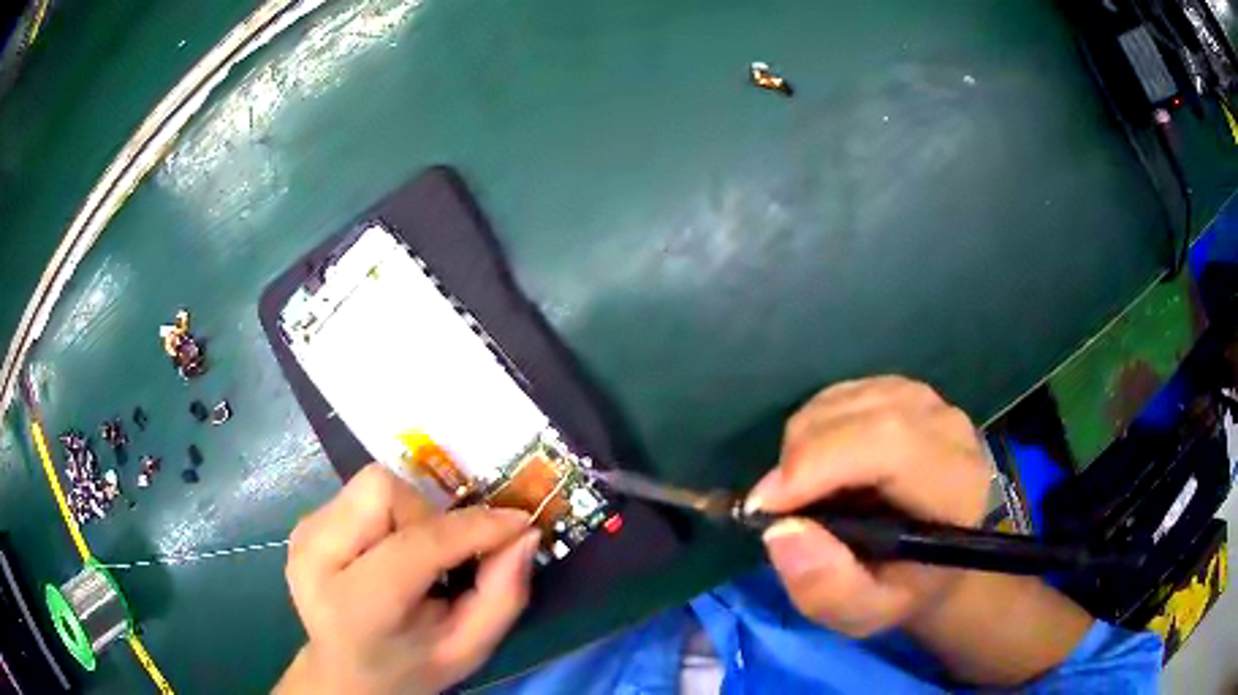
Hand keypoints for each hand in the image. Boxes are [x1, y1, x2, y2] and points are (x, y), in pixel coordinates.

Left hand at [276, 464, 540, 694]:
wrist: (344, 671)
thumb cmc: (410, 666)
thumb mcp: (467, 649)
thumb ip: (503, 596)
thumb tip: (524, 532)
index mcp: (355, 607)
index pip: (416, 546)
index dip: (473, 527)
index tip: (518, 523)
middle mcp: (316, 558)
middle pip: (383, 490)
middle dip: (430, 514)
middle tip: (447, 555)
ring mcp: (304, 534)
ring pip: (373, 483)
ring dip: (411, 512)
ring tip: (416, 557)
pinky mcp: (305, 522)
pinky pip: (362, 492)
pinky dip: (391, 513)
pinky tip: (390, 552)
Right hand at [747, 376, 989, 636]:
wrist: (939, 559)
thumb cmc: (905, 590)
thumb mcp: (866, 613)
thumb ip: (828, 588)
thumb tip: (780, 530)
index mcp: (954, 484)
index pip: (888, 443)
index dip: (818, 463)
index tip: (766, 506)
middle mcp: (947, 427)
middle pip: (860, 414)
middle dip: (799, 457)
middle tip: (775, 507)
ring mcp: (927, 401)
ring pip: (843, 400)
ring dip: (803, 444)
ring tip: (804, 494)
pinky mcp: (904, 391)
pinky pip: (841, 395)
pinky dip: (813, 428)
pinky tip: (822, 466)